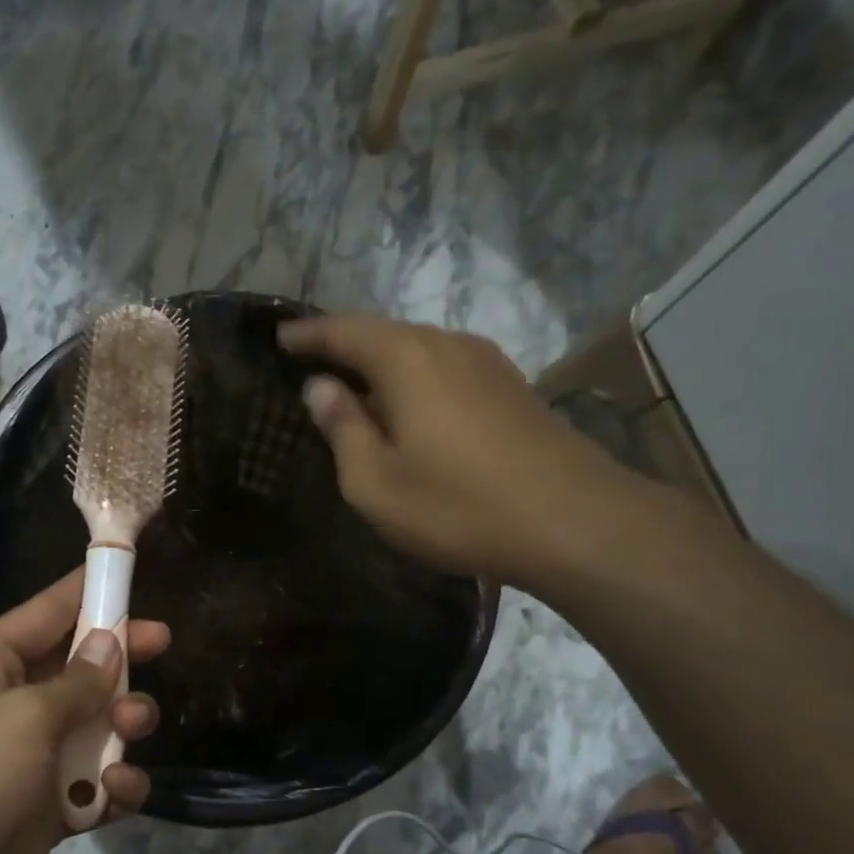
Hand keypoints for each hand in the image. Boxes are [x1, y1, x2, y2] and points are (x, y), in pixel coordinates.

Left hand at [0, 572, 168, 853]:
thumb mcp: (23, 718)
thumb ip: (76, 681)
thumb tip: (109, 642)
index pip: (44, 613)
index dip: (87, 591)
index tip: (129, 573)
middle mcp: (9, 705)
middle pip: (77, 666)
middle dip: (118, 659)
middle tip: (162, 645)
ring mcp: (30, 758)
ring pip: (94, 724)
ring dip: (121, 724)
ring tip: (132, 728)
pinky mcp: (47, 807)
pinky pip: (94, 782)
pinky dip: (113, 785)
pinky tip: (118, 791)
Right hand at [278, 315, 634, 583]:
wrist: (573, 521)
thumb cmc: (458, 506)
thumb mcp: (376, 483)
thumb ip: (343, 429)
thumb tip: (320, 388)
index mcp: (406, 360)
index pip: (344, 331)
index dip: (309, 335)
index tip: (280, 338)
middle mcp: (447, 345)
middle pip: (384, 332)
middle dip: (345, 342)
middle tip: (312, 358)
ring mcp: (487, 363)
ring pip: (418, 348)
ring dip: (381, 360)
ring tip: (354, 380)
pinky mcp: (512, 387)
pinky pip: (445, 366)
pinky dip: (414, 375)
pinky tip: (409, 402)